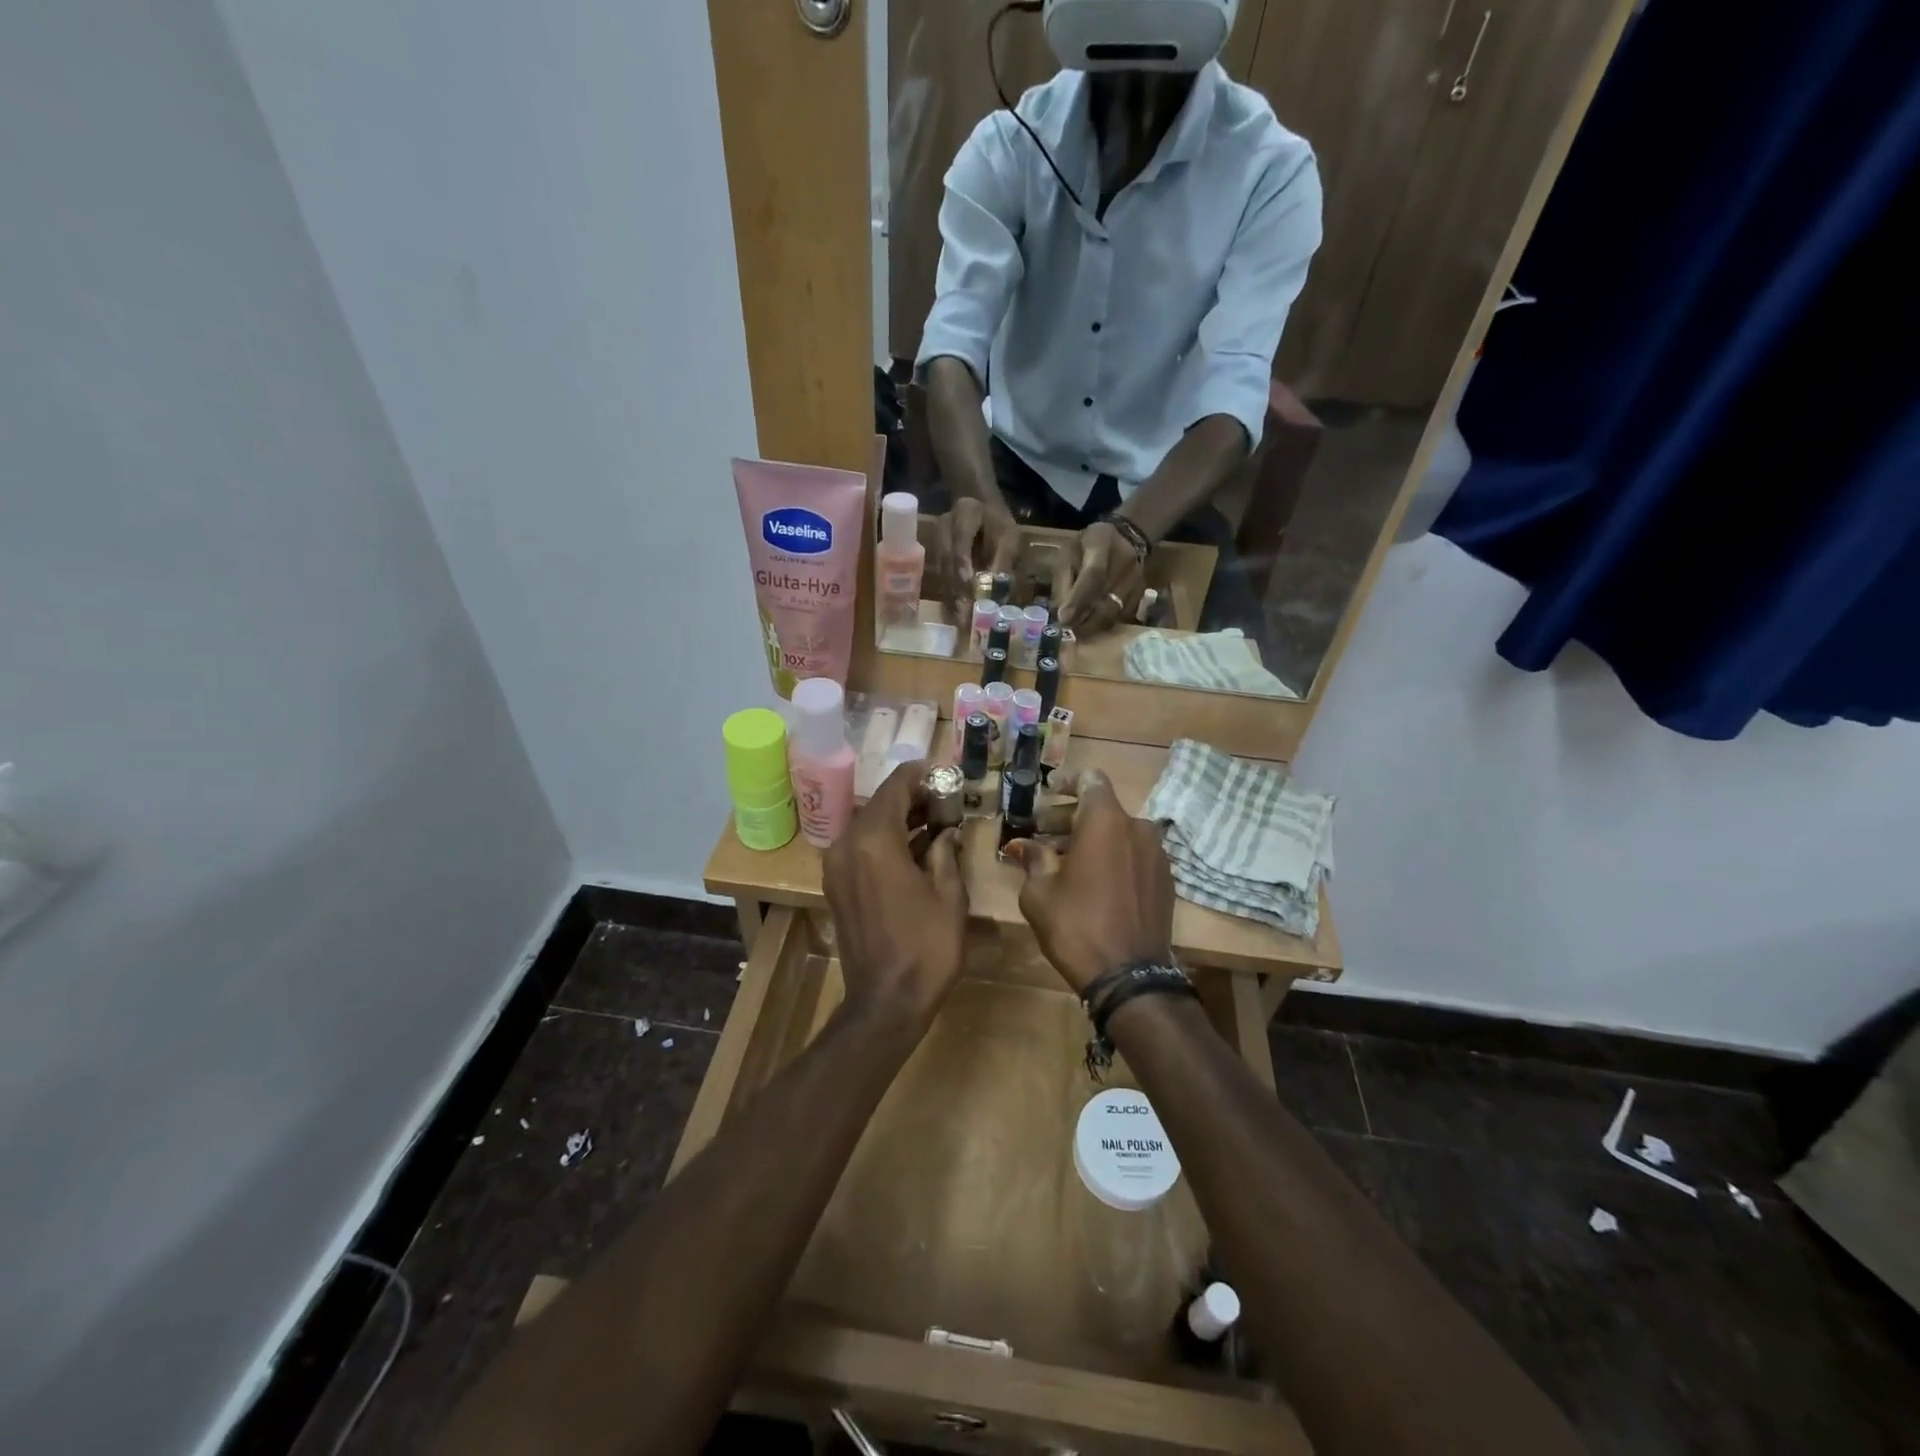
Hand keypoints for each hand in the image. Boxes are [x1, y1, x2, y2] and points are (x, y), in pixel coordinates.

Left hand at [823, 762, 968, 1026]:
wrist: (886, 1001)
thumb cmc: (926, 947)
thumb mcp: (949, 895)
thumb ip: (945, 853)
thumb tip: (945, 832)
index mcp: (874, 841)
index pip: (895, 788)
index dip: (919, 775)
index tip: (941, 771)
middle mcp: (847, 845)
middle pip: (879, 805)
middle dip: (911, 798)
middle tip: (944, 798)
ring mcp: (836, 867)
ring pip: (868, 826)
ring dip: (897, 819)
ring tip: (934, 819)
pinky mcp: (836, 885)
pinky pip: (860, 848)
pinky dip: (884, 841)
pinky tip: (914, 847)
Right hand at [939, 497, 1021, 611]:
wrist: (982, 510)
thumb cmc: (999, 525)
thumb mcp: (1009, 537)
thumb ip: (1003, 560)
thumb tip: (998, 591)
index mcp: (966, 512)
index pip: (960, 536)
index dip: (962, 559)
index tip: (967, 581)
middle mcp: (945, 525)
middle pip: (947, 556)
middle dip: (956, 584)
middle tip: (965, 609)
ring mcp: (937, 540)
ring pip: (942, 568)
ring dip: (952, 592)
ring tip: (961, 616)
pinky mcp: (935, 555)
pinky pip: (941, 575)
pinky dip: (950, 592)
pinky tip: (957, 610)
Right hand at [1008, 771, 1173, 994]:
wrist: (1130, 977)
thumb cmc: (1076, 926)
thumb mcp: (1040, 892)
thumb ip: (1033, 859)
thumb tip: (1021, 845)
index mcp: (1106, 821)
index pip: (1091, 780)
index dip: (1069, 782)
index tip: (1050, 793)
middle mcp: (1137, 828)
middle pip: (1103, 808)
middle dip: (1072, 817)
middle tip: (1045, 834)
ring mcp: (1157, 854)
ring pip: (1120, 833)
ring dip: (1094, 839)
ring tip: (1067, 861)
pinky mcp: (1166, 880)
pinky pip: (1135, 855)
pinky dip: (1114, 858)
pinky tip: (1095, 881)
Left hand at [1059, 521, 1145, 636]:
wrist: (1123, 537)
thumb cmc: (1087, 545)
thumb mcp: (1068, 553)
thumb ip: (1064, 580)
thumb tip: (1061, 613)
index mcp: (1102, 543)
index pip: (1094, 574)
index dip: (1078, 599)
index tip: (1063, 618)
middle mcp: (1125, 560)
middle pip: (1106, 598)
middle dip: (1084, 619)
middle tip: (1067, 629)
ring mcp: (1136, 578)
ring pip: (1115, 611)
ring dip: (1094, 625)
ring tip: (1077, 630)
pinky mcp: (1141, 592)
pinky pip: (1122, 615)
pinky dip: (1105, 623)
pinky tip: (1091, 624)